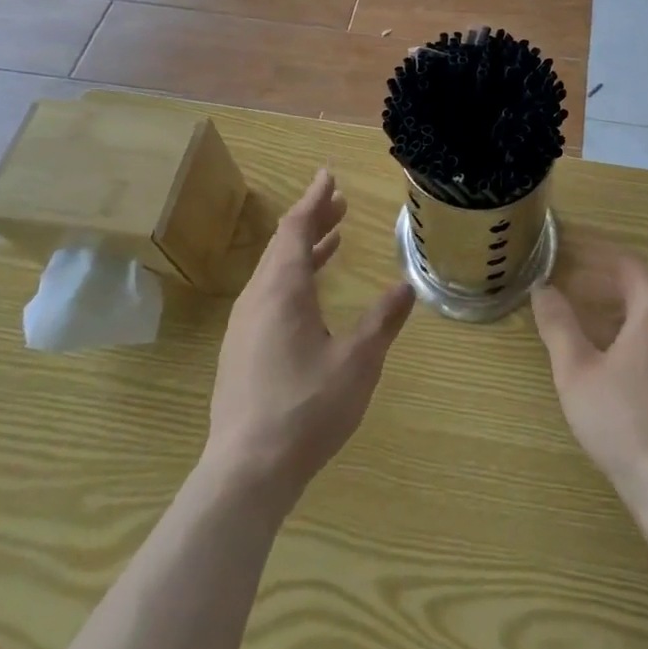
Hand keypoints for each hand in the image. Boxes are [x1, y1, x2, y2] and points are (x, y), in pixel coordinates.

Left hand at [203, 169, 414, 511]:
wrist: (245, 474)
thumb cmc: (306, 408)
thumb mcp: (357, 361)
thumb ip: (382, 320)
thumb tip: (406, 286)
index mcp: (282, 290)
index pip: (295, 228)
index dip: (314, 200)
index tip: (328, 175)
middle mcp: (258, 299)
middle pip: (282, 246)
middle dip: (312, 221)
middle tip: (339, 204)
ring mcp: (244, 328)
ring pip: (274, 273)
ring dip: (303, 251)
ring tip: (332, 240)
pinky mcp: (241, 354)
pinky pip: (269, 296)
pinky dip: (293, 279)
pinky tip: (310, 297)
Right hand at [531, 245, 647, 506]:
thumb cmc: (622, 418)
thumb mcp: (577, 369)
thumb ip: (558, 324)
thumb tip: (542, 289)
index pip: (627, 264)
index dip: (597, 256)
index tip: (569, 254)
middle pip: (641, 288)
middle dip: (604, 283)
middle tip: (570, 286)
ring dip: (618, 310)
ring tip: (584, 320)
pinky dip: (634, 335)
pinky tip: (611, 358)